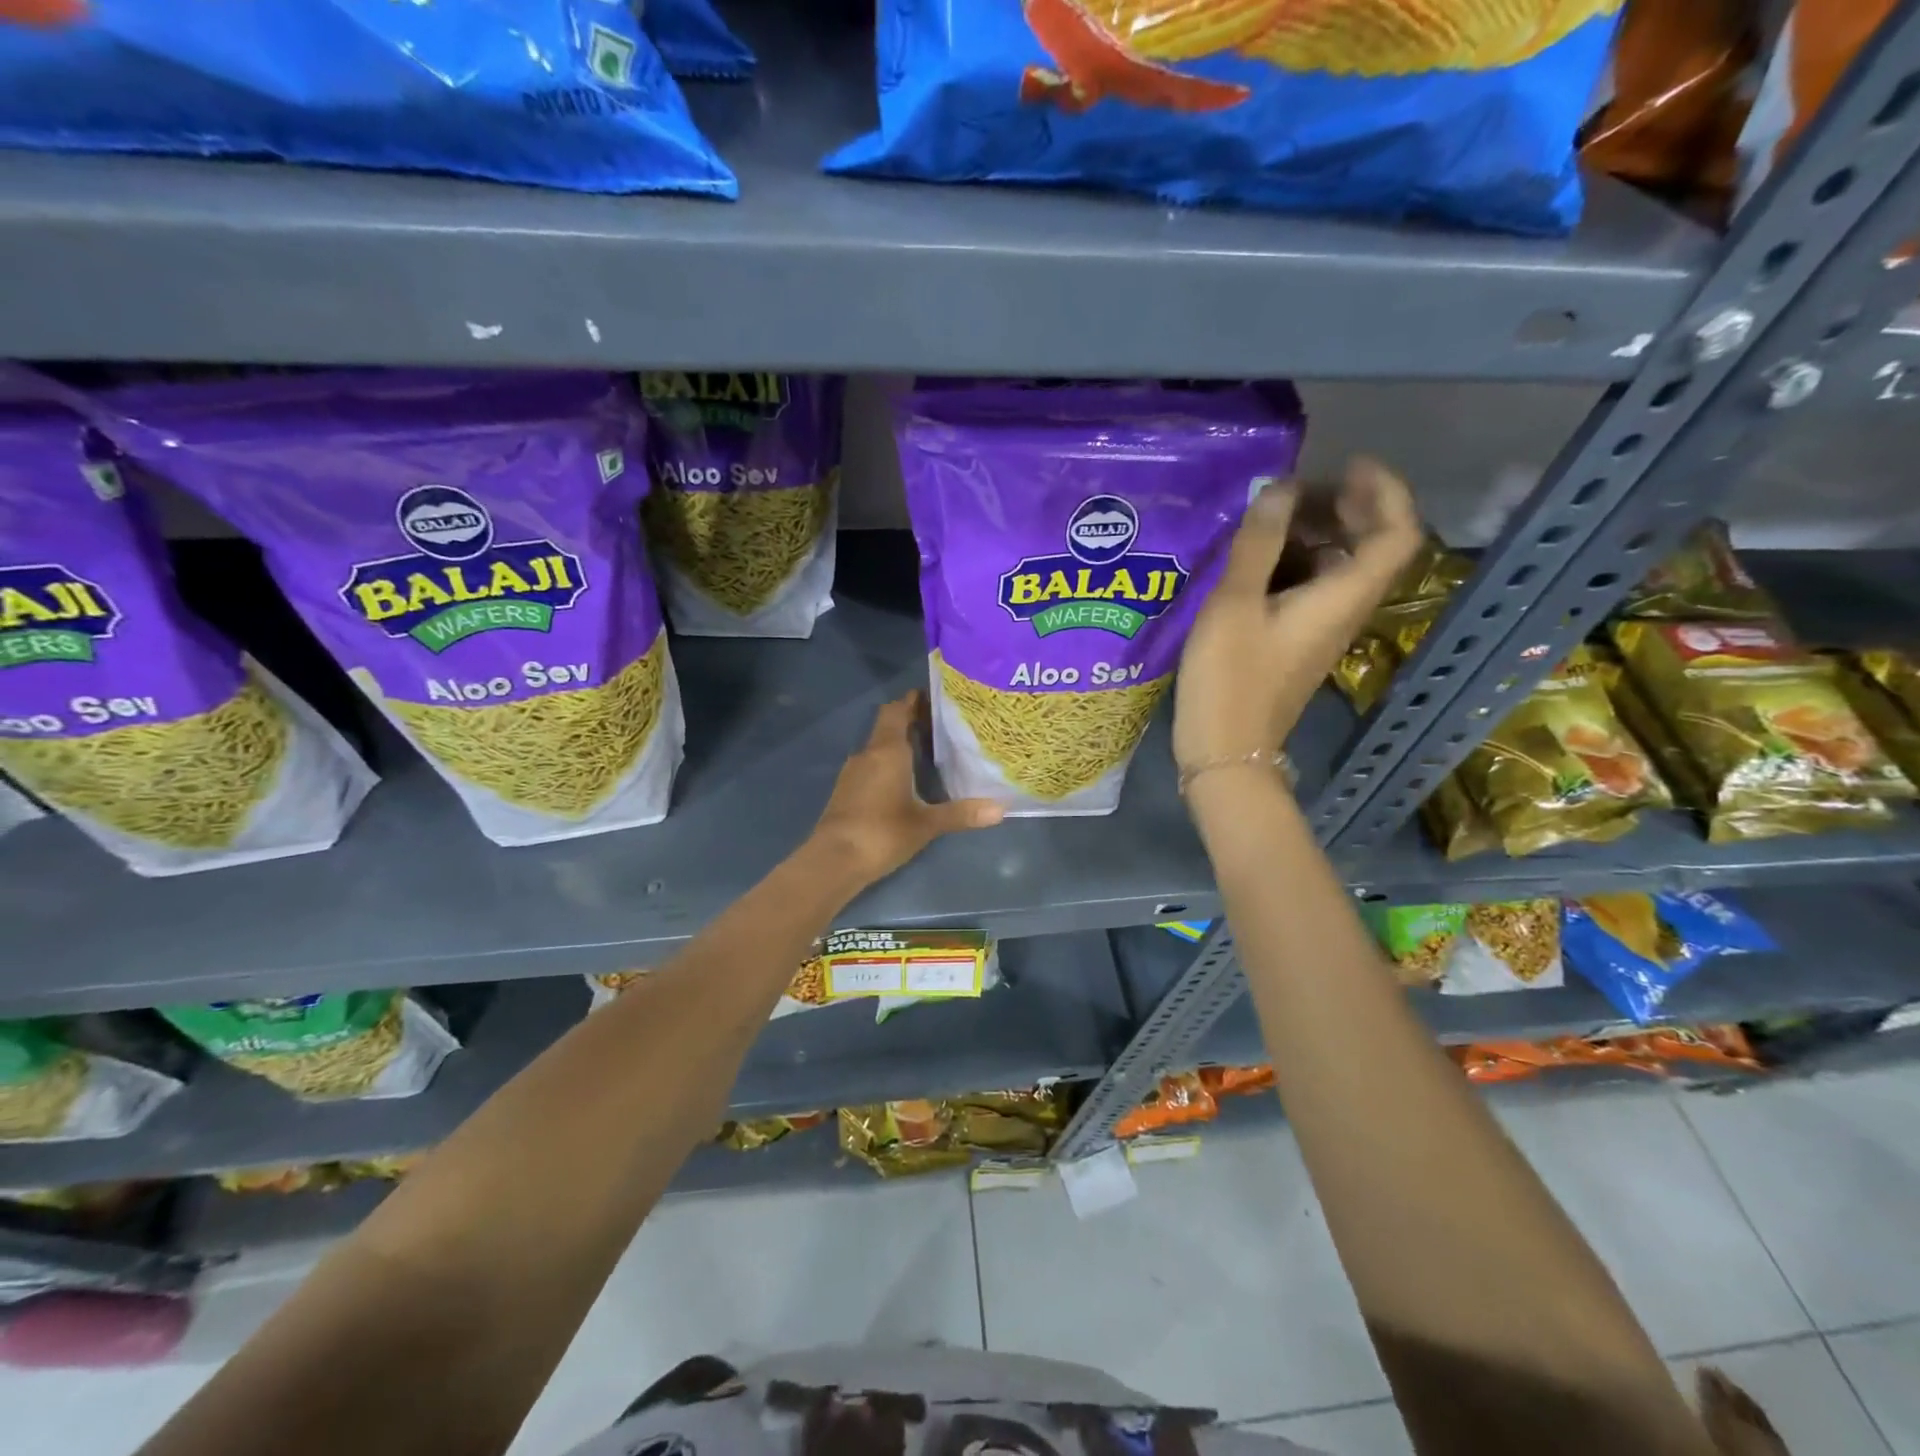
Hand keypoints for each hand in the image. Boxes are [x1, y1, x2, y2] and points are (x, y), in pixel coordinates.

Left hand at [807, 691, 1002, 885]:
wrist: (833, 860)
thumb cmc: (882, 833)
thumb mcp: (926, 824)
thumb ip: (962, 813)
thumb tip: (1001, 809)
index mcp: (887, 750)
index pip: (897, 710)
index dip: (913, 700)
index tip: (935, 697)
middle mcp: (868, 754)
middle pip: (887, 725)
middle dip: (910, 720)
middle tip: (941, 724)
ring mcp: (853, 772)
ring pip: (878, 746)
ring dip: (899, 743)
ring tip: (929, 750)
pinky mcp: (846, 791)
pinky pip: (871, 765)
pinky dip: (888, 763)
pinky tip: (905, 779)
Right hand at [1174, 457, 1421, 774]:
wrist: (1227, 750)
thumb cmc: (1230, 678)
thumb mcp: (1235, 604)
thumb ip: (1259, 543)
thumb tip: (1280, 489)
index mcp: (1342, 596)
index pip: (1397, 532)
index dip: (1383, 490)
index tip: (1344, 464)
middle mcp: (1345, 610)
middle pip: (1371, 545)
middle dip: (1344, 506)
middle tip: (1296, 487)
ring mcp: (1323, 628)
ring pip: (1339, 566)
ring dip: (1316, 532)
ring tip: (1269, 514)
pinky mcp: (1299, 642)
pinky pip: (1313, 587)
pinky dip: (1295, 561)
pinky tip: (1255, 557)